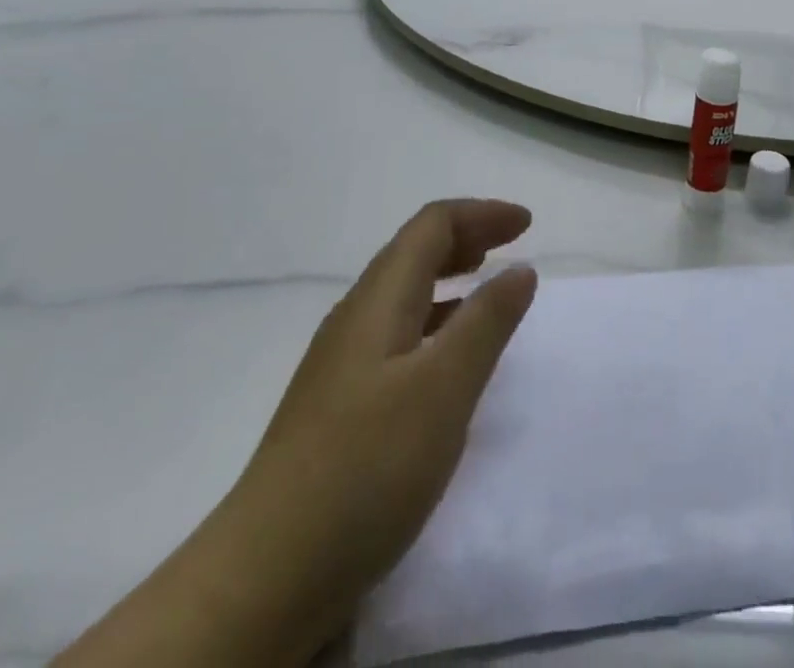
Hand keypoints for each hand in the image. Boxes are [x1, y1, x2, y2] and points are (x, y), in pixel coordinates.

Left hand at [55, 201, 536, 667]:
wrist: (264, 579)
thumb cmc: (365, 468)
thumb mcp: (443, 389)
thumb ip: (487, 323)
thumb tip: (520, 269)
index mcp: (378, 301)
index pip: (431, 226)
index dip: (481, 214)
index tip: (528, 225)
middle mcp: (355, 318)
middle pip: (414, 252)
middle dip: (467, 237)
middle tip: (512, 245)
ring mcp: (341, 364)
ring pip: (403, 293)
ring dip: (449, 276)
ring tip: (486, 286)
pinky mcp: (339, 405)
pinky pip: (397, 333)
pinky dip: (434, 320)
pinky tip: (447, 357)